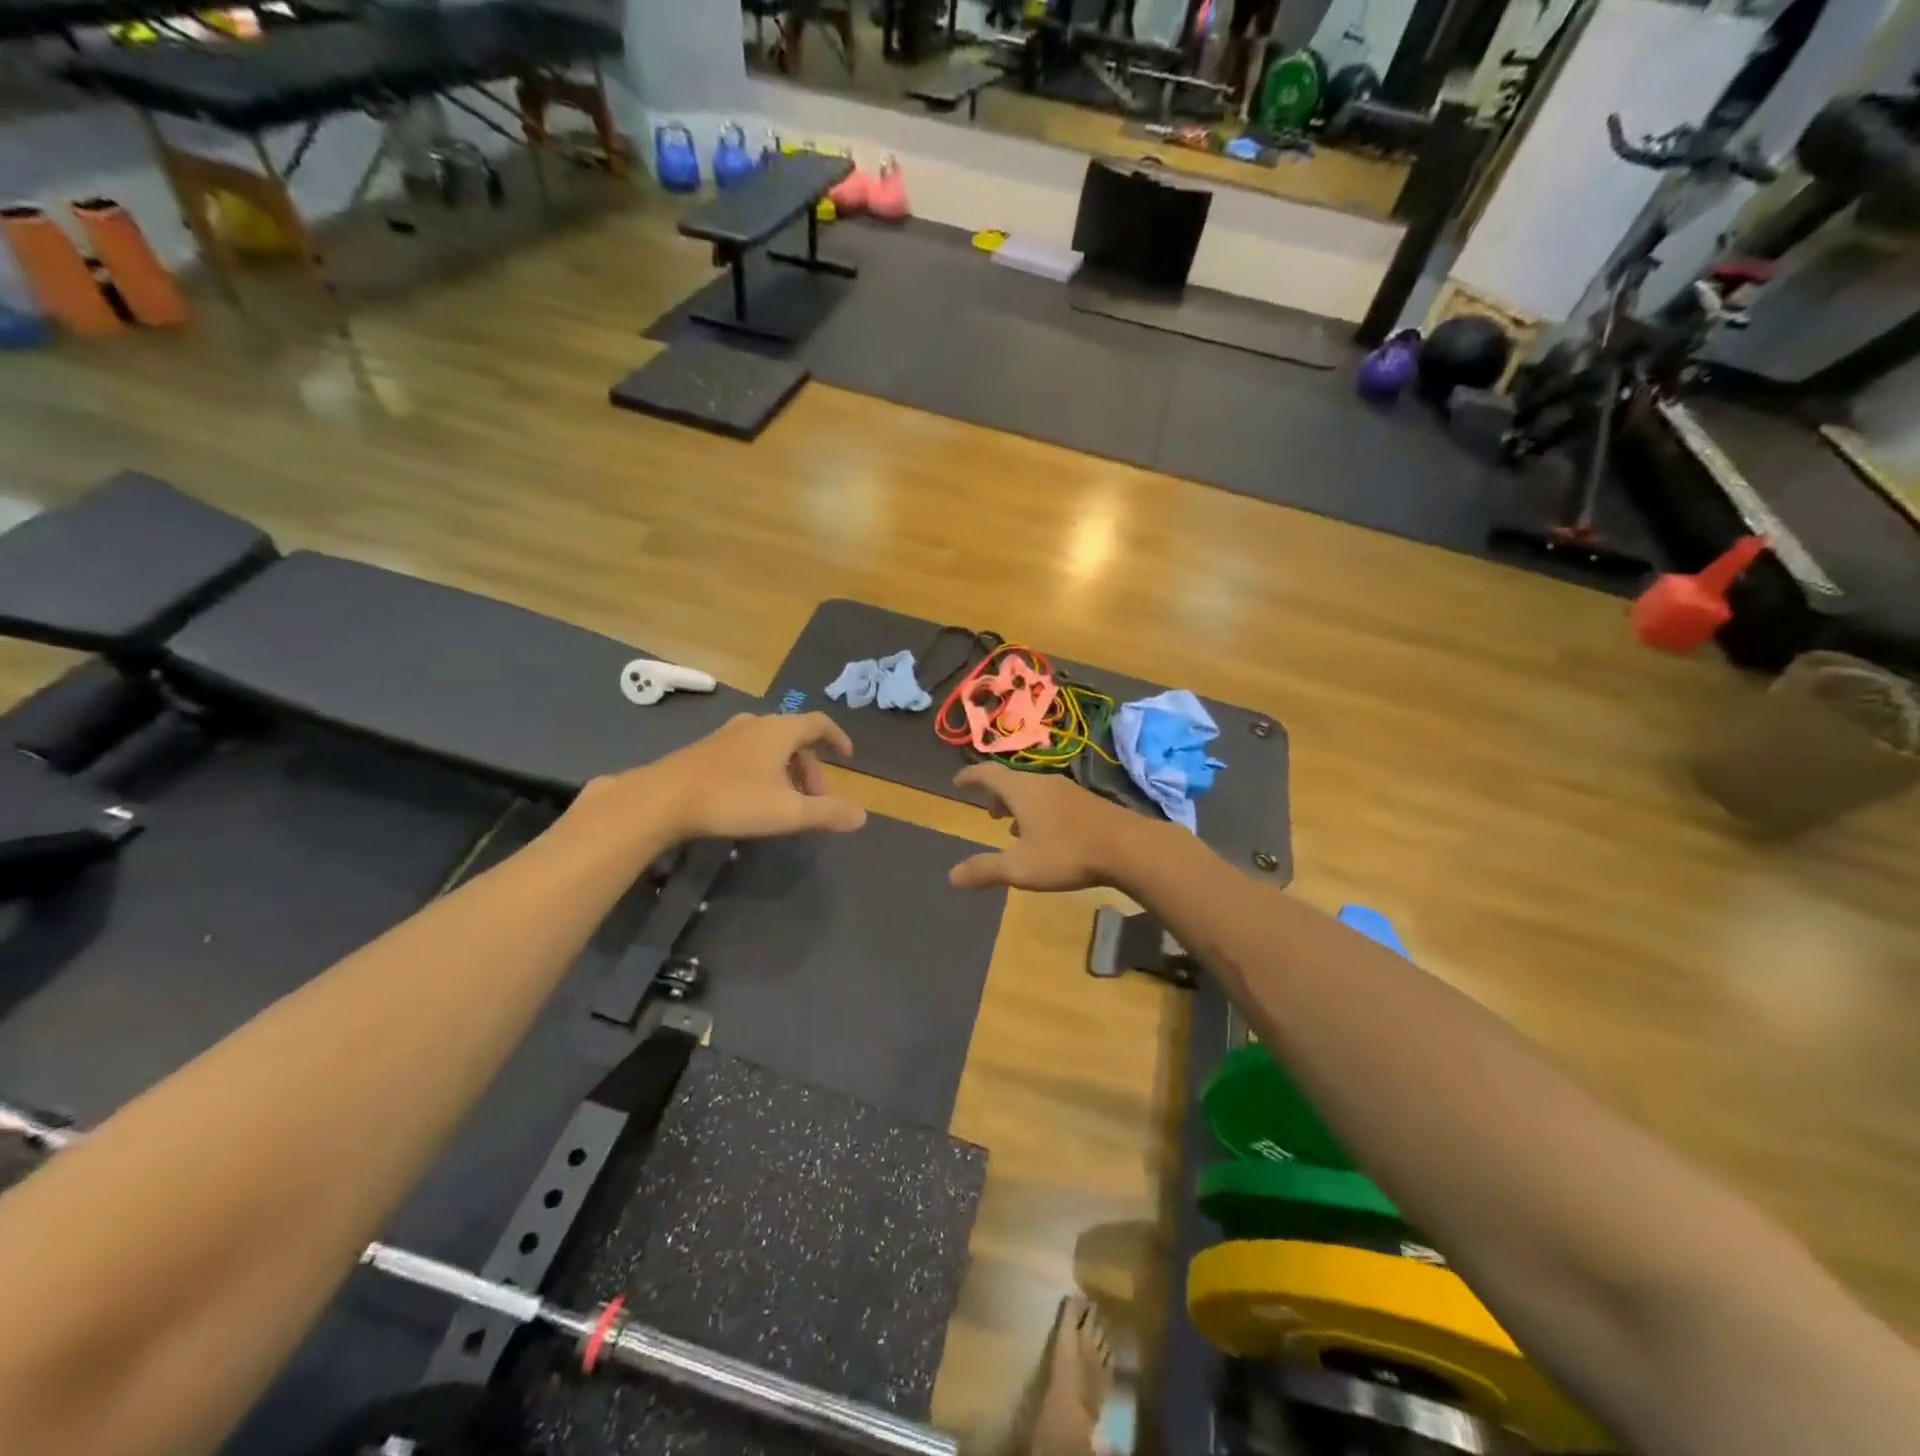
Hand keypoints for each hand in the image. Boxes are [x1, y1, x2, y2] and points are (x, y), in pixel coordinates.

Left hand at [589, 713, 866, 846]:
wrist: (662, 799)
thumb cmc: (733, 799)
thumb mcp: (788, 812)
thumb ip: (827, 813)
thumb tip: (862, 815)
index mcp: (779, 730)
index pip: (818, 723)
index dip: (837, 737)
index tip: (848, 756)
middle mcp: (755, 725)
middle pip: (794, 738)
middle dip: (811, 768)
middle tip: (815, 800)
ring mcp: (726, 736)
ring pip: (769, 747)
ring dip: (786, 771)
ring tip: (786, 802)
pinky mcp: (705, 751)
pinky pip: (747, 754)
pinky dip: (762, 770)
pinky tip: (752, 798)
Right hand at [948, 764, 1157, 891]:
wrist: (1128, 847)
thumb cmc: (1066, 853)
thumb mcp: (1020, 867)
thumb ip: (985, 870)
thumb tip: (952, 876)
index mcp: (1022, 790)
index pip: (988, 773)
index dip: (970, 776)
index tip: (958, 782)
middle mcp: (1043, 783)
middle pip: (1012, 781)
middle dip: (996, 795)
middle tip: (989, 813)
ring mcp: (1069, 790)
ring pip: (1034, 791)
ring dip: (1019, 805)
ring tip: (1014, 829)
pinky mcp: (1089, 802)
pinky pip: (1053, 800)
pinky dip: (1039, 811)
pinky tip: (1048, 836)